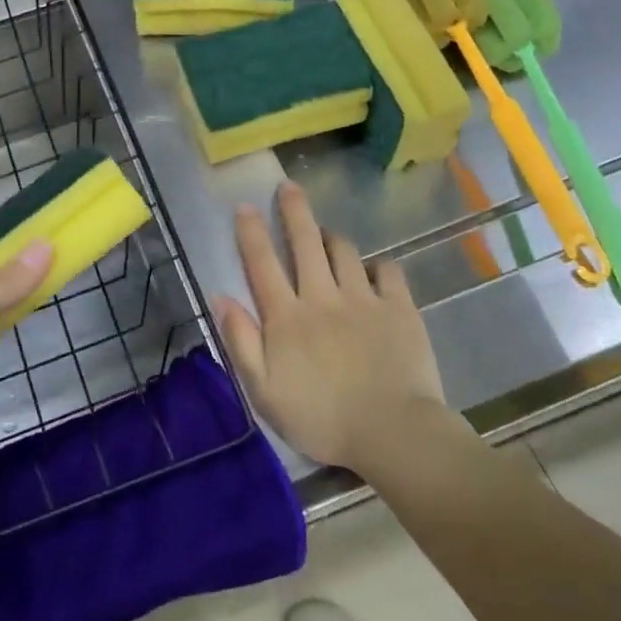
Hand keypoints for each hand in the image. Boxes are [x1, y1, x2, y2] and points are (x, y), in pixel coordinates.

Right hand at [214, 182, 447, 474]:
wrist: (392, 433)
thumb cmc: (321, 419)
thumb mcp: (264, 391)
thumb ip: (241, 341)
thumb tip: (221, 297)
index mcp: (287, 317)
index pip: (262, 264)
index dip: (251, 232)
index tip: (245, 206)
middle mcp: (322, 296)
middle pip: (304, 242)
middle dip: (294, 210)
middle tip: (288, 186)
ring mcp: (363, 298)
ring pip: (344, 250)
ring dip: (331, 237)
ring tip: (325, 234)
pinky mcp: (399, 307)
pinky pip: (387, 270)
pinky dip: (377, 264)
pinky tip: (373, 269)